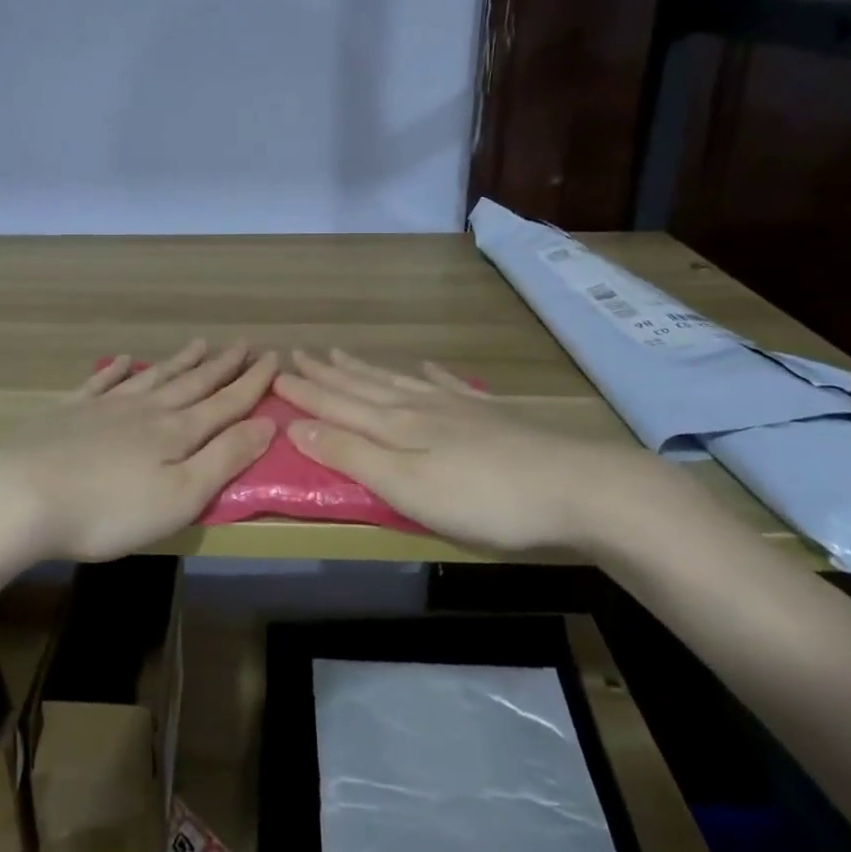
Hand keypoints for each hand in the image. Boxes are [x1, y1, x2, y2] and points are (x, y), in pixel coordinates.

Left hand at [0, 340, 278, 561]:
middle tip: (243, 343)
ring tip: (200, 343)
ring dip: (179, 361)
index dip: (252, 382)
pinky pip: (102, 382)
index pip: (225, 403)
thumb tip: (266, 424)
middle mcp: (146, 410)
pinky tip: (125, 359)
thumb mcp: (181, 496)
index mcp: (176, 433)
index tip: (273, 357)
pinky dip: (118, 369)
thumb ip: (225, 458)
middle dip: (222, 365)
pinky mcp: (69, 412)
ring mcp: (106, 407)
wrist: (23, 496)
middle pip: (192, 383)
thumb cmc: (110, 509)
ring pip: (153, 377)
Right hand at [274, 349, 665, 553]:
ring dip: (366, 369)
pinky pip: (448, 385)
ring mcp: (457, 407)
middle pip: (363, 386)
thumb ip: (352, 456)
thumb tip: (297, 425)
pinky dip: (430, 374)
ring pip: (398, 381)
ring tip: (342, 353)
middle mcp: (419, 408)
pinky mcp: (490, 415)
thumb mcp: (407, 487)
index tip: (274, 373)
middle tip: (299, 353)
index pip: (337, 404)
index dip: (304, 392)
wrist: (575, 487)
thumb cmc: (483, 498)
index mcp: (395, 427)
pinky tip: (426, 366)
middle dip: (327, 373)